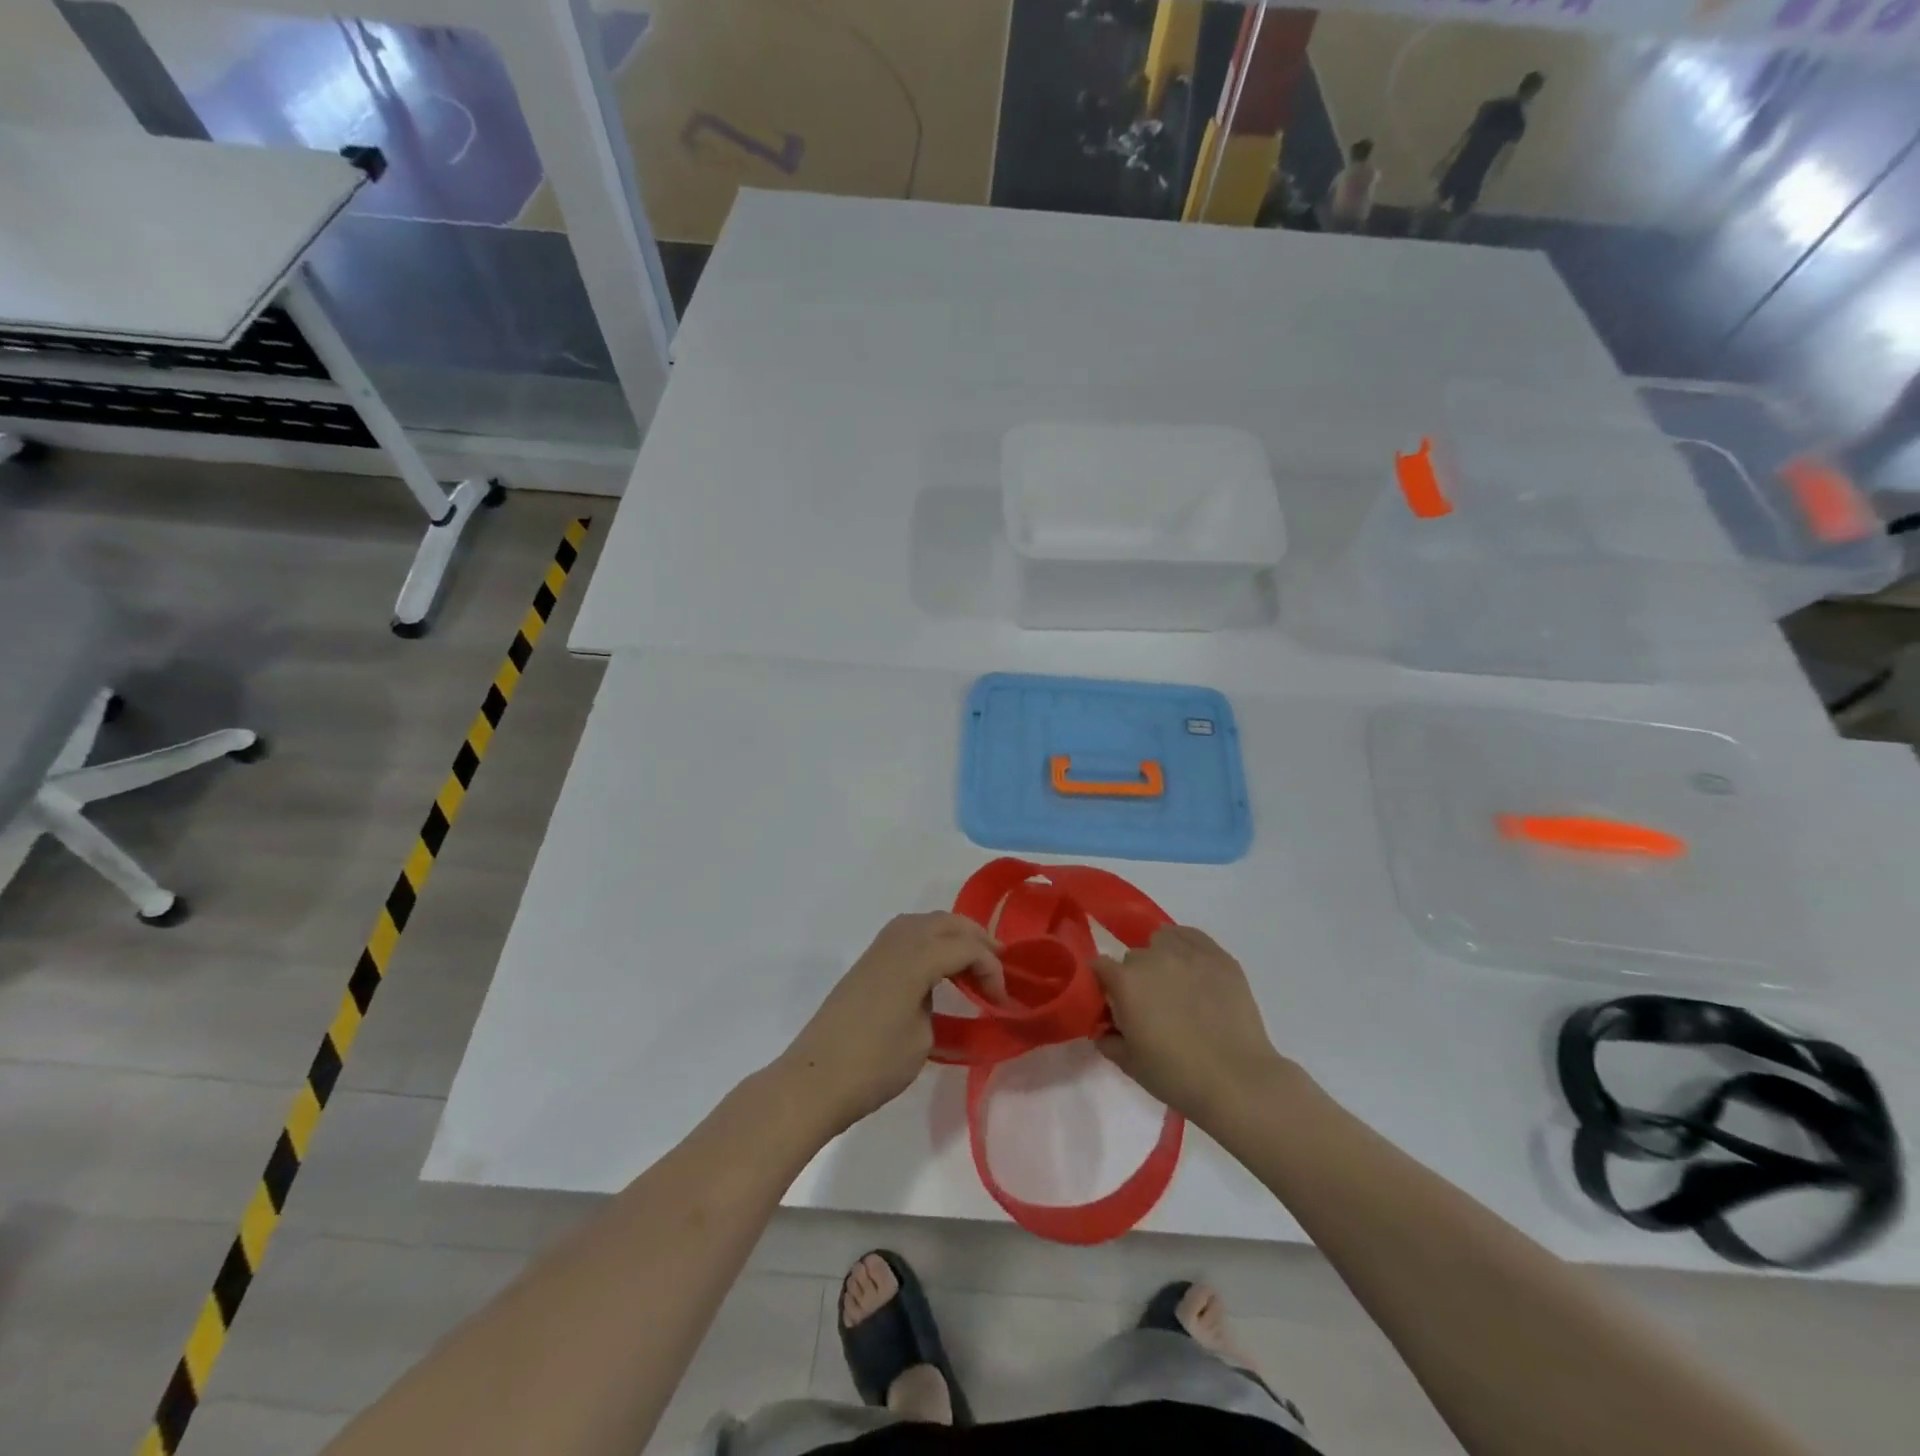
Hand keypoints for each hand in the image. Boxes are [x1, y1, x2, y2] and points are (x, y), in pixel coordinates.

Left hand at [776, 913, 1002, 1137]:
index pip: (966, 947)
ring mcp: (877, 950)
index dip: (991, 969)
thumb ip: (937, 1005)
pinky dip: (930, 940)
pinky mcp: (866, 963)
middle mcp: (897, 942)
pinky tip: (937, 966)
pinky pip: (906, 933)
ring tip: (971, 962)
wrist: (815, 1080)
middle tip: (997, 968)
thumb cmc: (874, 1065)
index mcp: (915, 959)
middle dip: (977, 940)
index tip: (1001, 1001)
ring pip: (925, 922)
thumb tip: (935, 995)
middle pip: (946, 922)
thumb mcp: (922, 1039)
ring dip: (952, 935)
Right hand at [1094, 926, 1289, 1127]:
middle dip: (1135, 978)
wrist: (1237, 1081)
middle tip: (1150, 1006)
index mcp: (1125, 981)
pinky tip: (1195, 971)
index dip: (1104, 986)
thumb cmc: (1176, 1076)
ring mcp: (1188, 953)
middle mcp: (1152, 957)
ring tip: (1176, 985)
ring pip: (1161, 941)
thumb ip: (1108, 1040)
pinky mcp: (1219, 956)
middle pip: (1132, 957)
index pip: (1099, 966)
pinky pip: (1192, 937)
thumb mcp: (1129, 1064)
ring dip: (1160, 958)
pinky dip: (1186, 948)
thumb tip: (1104, 1029)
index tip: (1113, 1005)